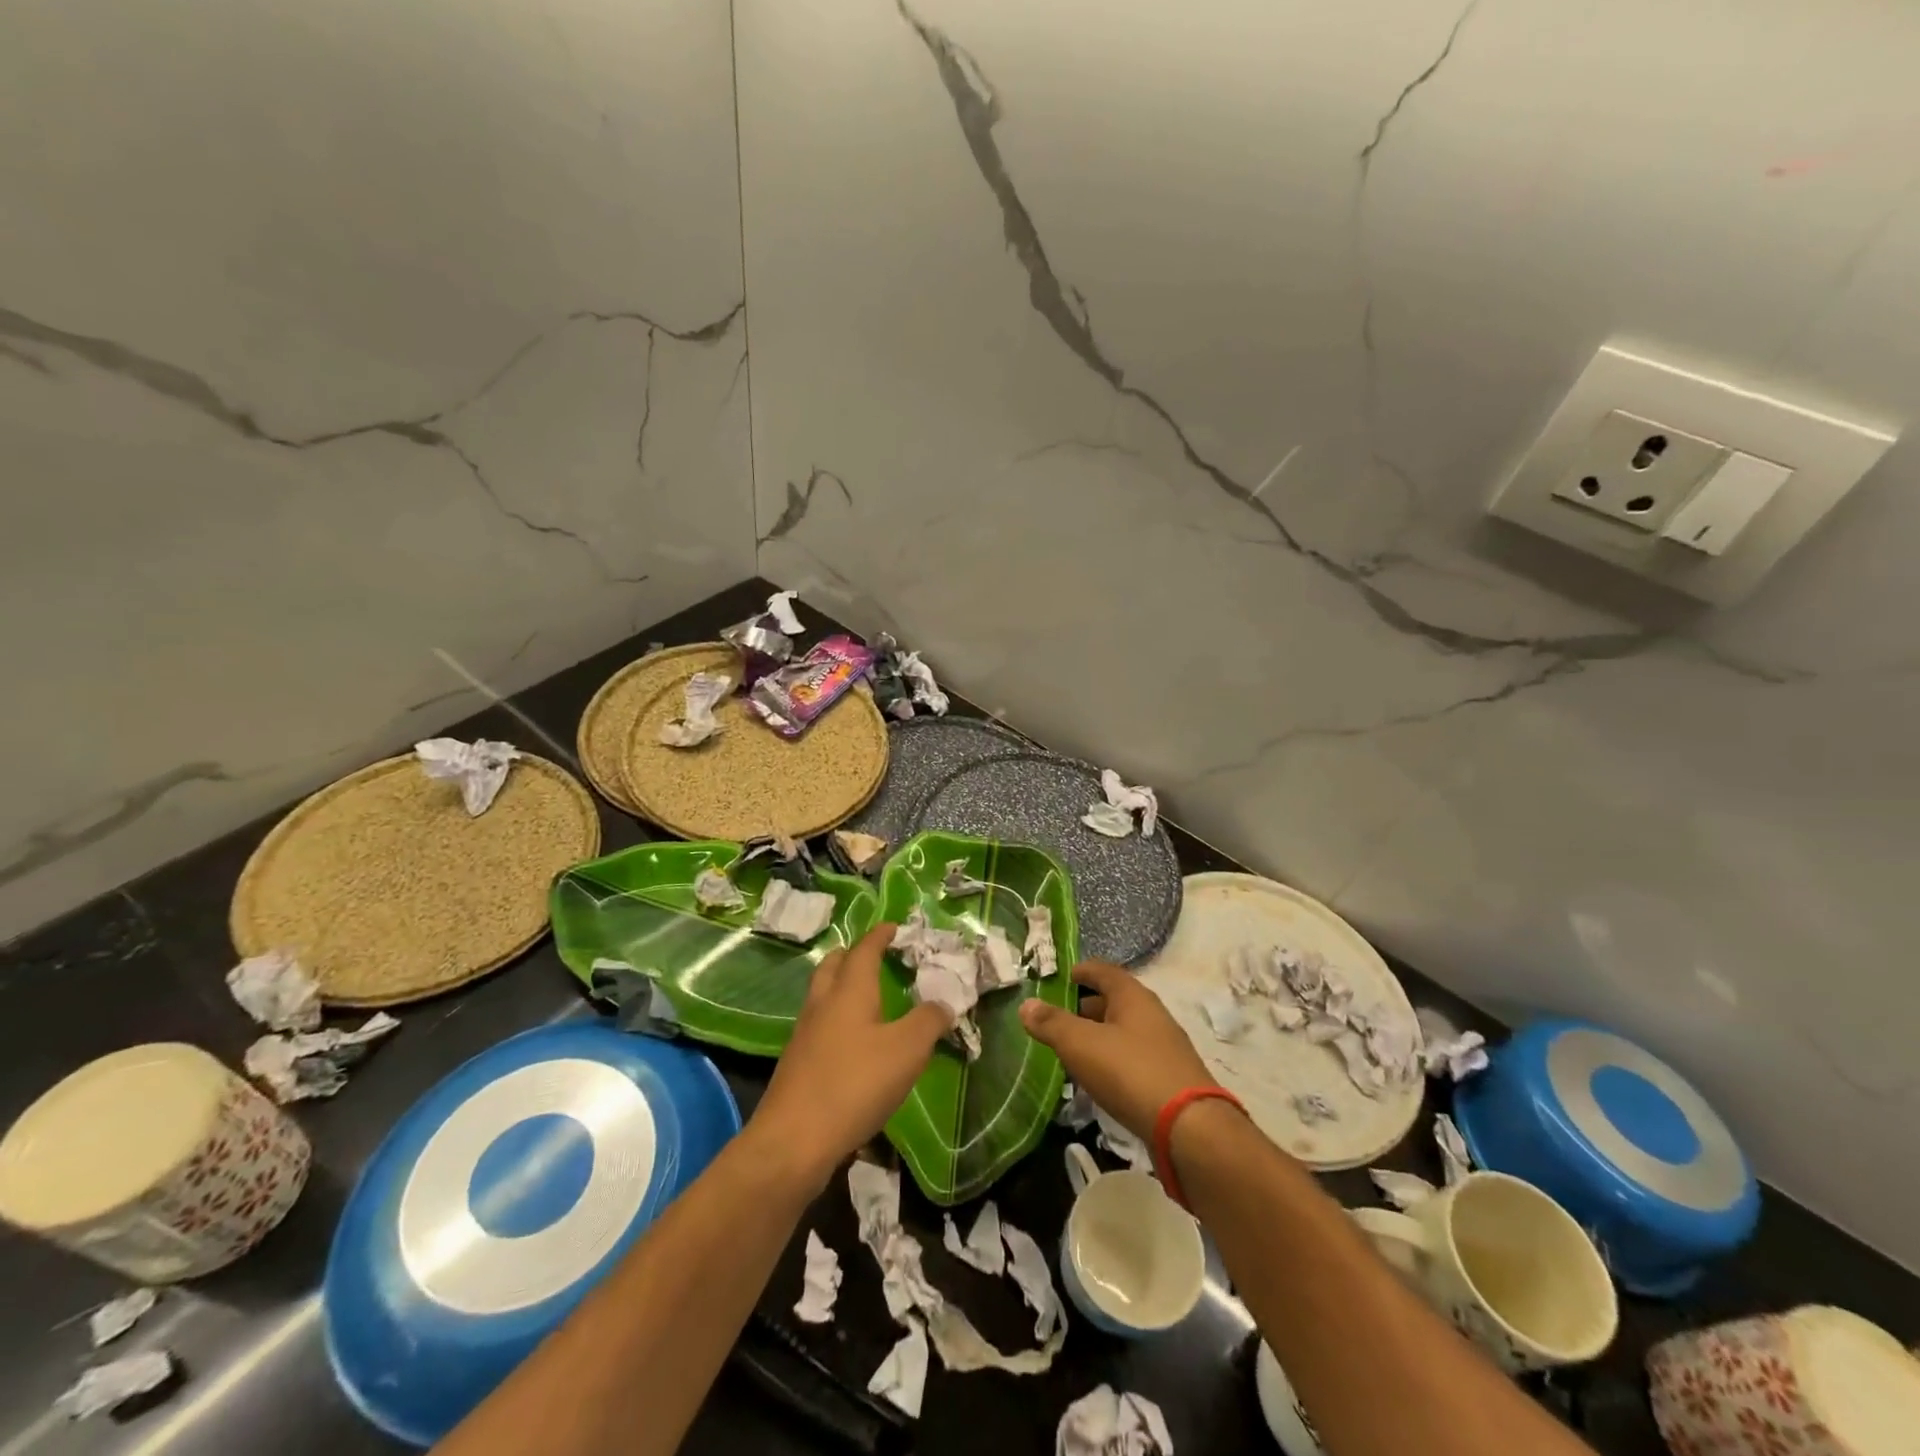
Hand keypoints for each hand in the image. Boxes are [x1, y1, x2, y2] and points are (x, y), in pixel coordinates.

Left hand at [748, 924, 950, 1190]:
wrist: (793, 1141)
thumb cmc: (855, 1084)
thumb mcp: (907, 1050)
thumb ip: (929, 1021)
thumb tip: (943, 1002)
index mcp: (849, 990)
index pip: (864, 949)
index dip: (880, 935)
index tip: (894, 927)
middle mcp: (822, 1003)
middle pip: (834, 965)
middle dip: (854, 955)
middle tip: (876, 957)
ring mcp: (804, 1033)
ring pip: (823, 994)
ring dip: (842, 987)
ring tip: (867, 997)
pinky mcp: (797, 1063)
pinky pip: (819, 1024)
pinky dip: (837, 1019)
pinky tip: (852, 1042)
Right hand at [1020, 960, 1216, 1139]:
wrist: (1190, 1130)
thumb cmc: (1130, 1072)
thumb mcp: (1081, 1045)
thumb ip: (1052, 1023)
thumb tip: (1026, 1004)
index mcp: (1133, 996)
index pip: (1104, 971)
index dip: (1082, 971)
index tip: (1062, 977)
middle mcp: (1152, 1015)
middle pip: (1115, 1002)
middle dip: (1086, 1007)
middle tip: (1058, 1019)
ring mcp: (1165, 1048)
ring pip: (1124, 1032)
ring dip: (1099, 1036)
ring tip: (1072, 1050)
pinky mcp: (1170, 1079)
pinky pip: (1134, 1059)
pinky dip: (1113, 1061)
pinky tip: (1099, 1079)